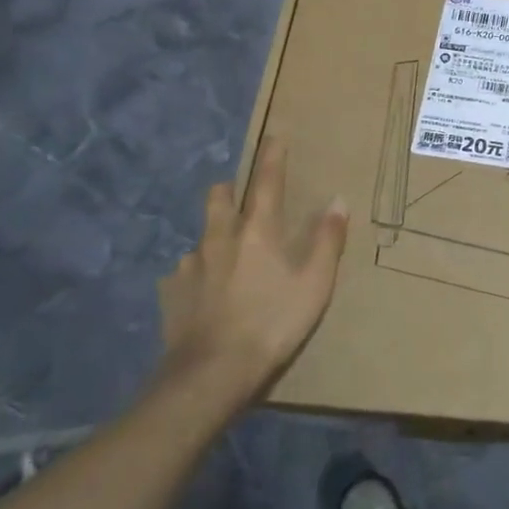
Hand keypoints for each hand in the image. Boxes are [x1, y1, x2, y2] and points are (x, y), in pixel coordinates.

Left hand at [156, 137, 349, 412]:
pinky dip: (196, 275)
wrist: (213, 372)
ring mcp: (190, 266)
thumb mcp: (315, 284)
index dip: (273, 157)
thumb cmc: (274, 323)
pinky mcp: (171, 293)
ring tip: (225, 255)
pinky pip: (184, 273)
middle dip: (230, 190)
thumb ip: (327, 240)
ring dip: (214, 236)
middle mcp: (219, 239)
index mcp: (257, 232)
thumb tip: (337, 200)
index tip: (275, 136)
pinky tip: (204, 294)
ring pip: (201, 236)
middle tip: (241, 196)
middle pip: (219, 198)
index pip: (267, 182)